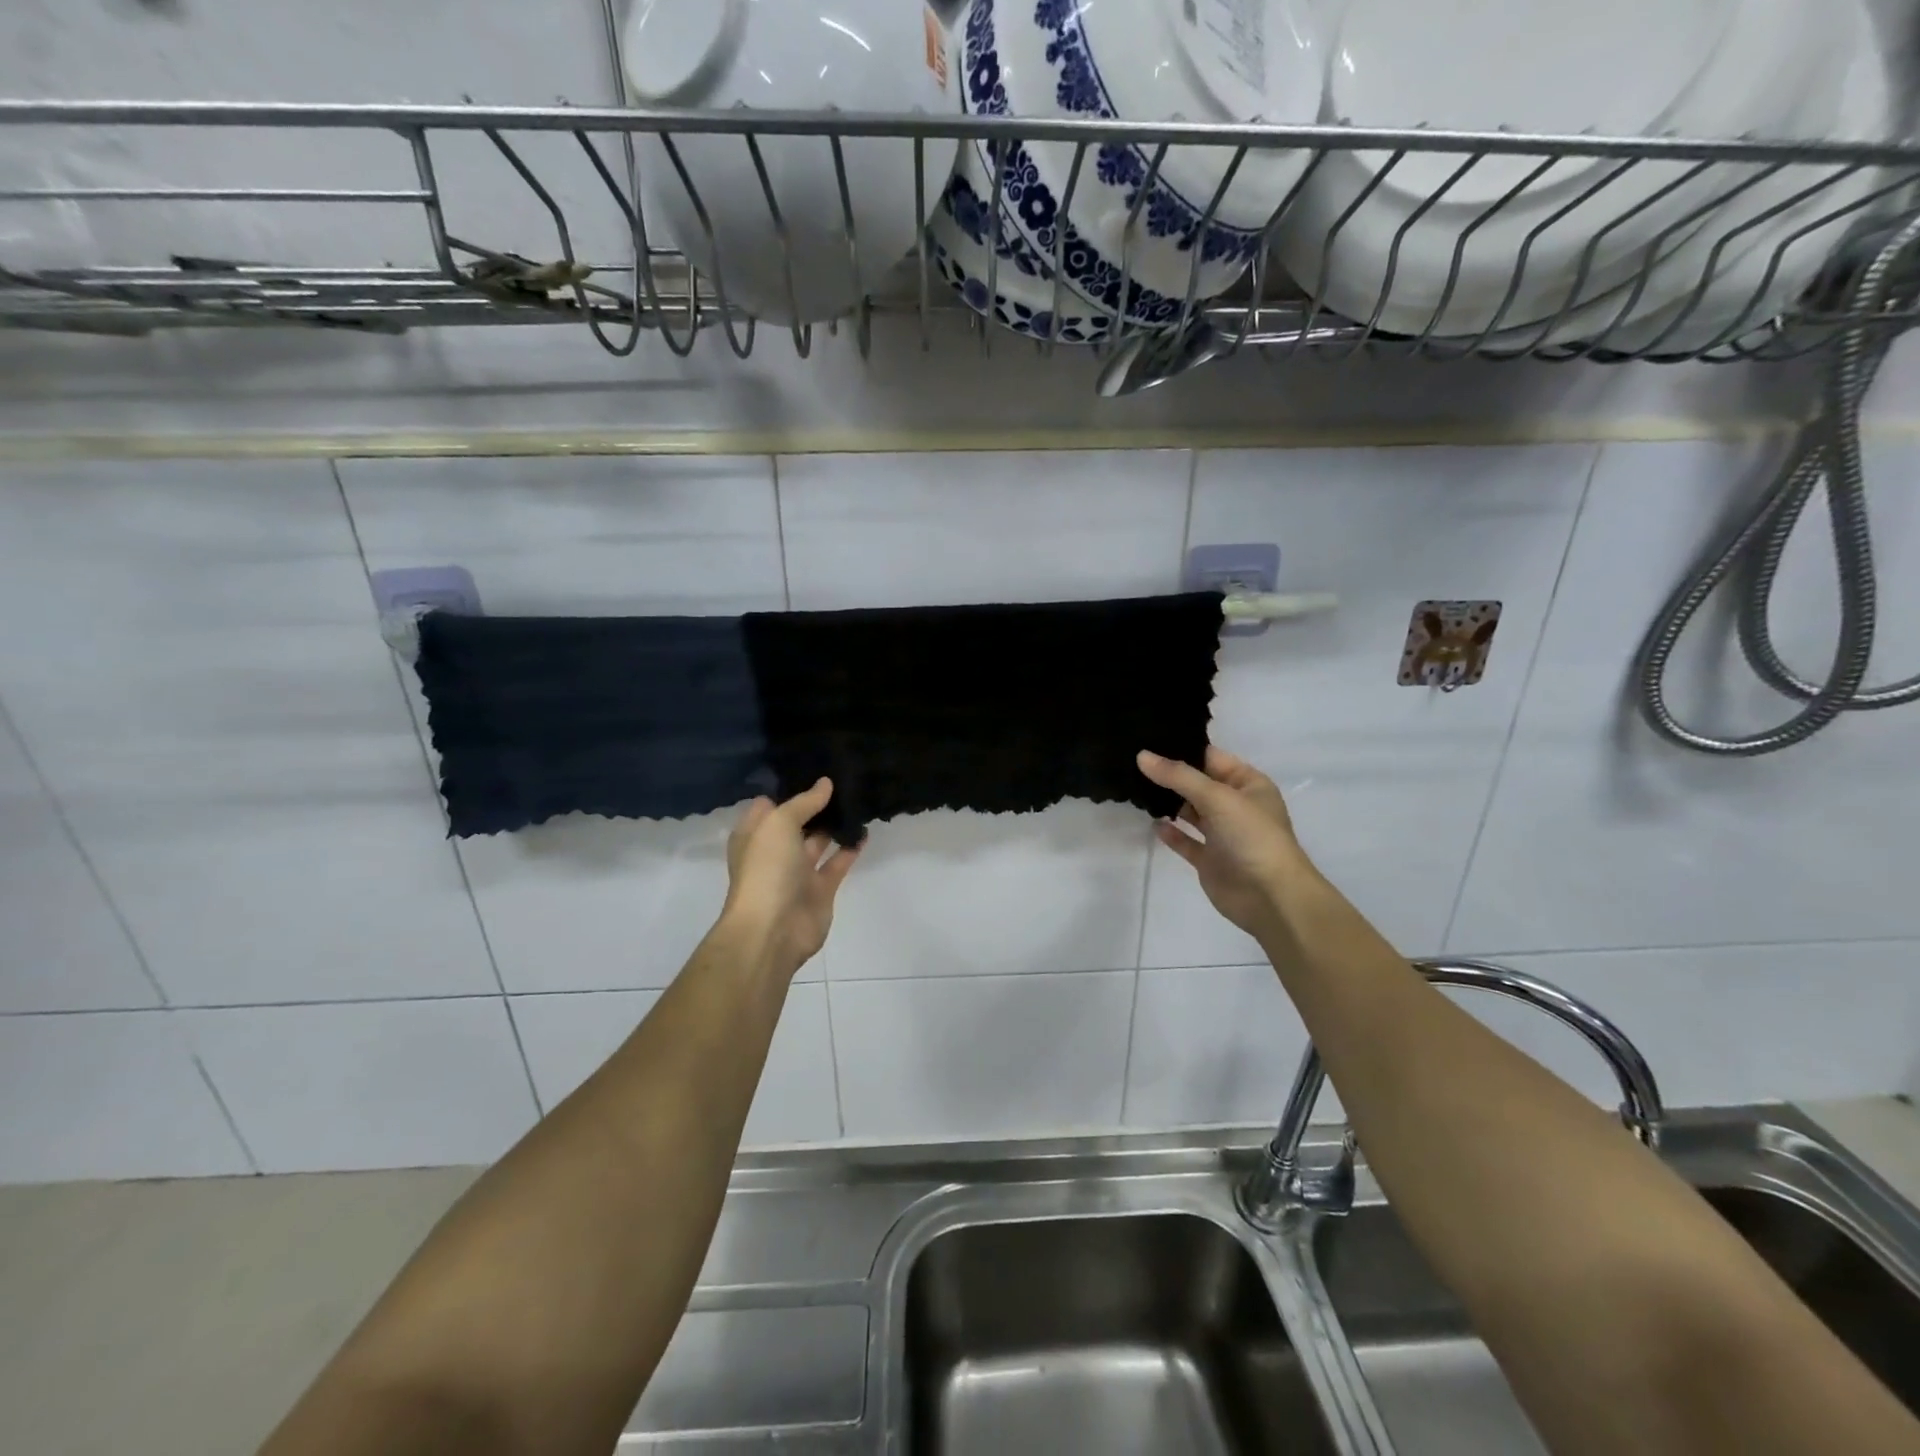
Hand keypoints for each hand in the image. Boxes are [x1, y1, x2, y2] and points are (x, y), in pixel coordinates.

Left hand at [720, 779, 861, 980]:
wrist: (773, 929)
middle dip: (816, 804)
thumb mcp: (779, 824)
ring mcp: (797, 872)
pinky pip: (837, 863)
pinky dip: (850, 848)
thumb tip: (825, 783)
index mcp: (754, 835)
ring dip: (835, 824)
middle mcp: (774, 851)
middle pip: (796, 822)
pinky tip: (865, 830)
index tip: (813, 767)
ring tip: (858, 799)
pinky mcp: (820, 889)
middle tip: (843, 778)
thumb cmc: (766, 869)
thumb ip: (804, 802)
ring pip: (818, 841)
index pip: (770, 804)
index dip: (789, 788)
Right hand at [1138, 747, 1313, 940]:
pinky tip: (1153, 824)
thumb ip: (1178, 776)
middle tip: (1133, 763)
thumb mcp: (1218, 797)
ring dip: (1168, 803)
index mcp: (1248, 784)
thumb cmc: (1252, 836)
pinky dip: (1171, 833)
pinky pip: (1187, 841)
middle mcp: (1236, 806)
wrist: (1271, 897)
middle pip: (1198, 784)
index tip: (1147, 739)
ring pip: (1191, 811)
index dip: (1182, 749)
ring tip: (1135, 789)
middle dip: (1170, 775)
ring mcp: (1223, 834)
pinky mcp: (1210, 859)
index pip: (1211, 758)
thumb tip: (1141, 756)